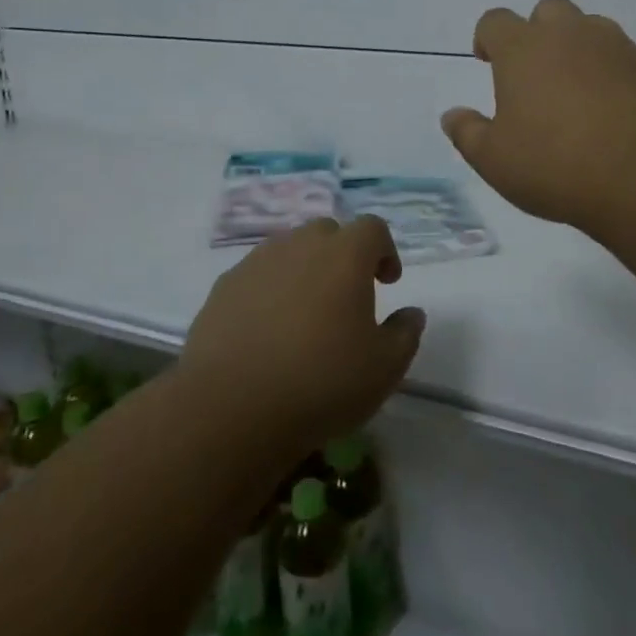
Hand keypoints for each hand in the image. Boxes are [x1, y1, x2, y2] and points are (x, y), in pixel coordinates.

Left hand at [178, 218, 424, 454]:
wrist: (230, 408)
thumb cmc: (320, 383)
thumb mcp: (384, 368)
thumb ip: (405, 333)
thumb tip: (411, 313)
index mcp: (344, 255)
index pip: (372, 228)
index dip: (385, 250)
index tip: (387, 282)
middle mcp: (300, 245)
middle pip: (328, 233)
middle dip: (343, 255)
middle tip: (347, 296)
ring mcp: (257, 262)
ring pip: (289, 250)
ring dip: (305, 270)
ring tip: (306, 314)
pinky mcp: (224, 286)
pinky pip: (257, 275)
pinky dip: (270, 290)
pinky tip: (268, 330)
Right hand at [441, 0, 635, 231]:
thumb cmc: (557, 165)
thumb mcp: (495, 160)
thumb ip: (468, 133)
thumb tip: (452, 116)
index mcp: (524, 49)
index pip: (495, 21)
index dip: (487, 38)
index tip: (487, 62)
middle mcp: (569, 34)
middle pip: (547, 10)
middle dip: (536, 33)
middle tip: (535, 74)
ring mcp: (616, 47)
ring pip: (591, 28)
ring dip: (577, 47)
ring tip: (576, 90)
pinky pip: (624, 56)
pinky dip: (612, 71)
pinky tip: (613, 109)